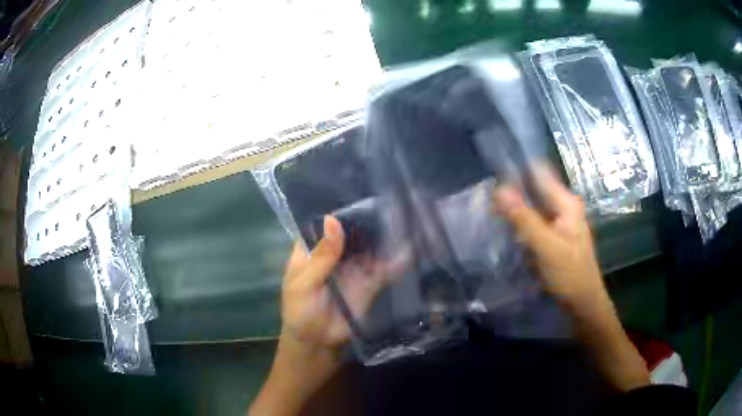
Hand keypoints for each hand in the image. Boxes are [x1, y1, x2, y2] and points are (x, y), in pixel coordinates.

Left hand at [252, 215, 392, 415]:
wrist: (318, 344)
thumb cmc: (300, 313)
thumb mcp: (303, 285)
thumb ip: (320, 257)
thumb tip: (333, 220)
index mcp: (311, 250)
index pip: (323, 222)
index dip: (337, 208)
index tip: (356, 188)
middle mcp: (334, 253)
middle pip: (351, 230)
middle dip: (366, 216)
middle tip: (387, 195)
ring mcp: (354, 266)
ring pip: (369, 245)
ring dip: (383, 232)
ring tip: (401, 212)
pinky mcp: (371, 281)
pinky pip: (384, 266)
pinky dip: (396, 257)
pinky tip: (410, 244)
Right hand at [492, 166, 607, 314]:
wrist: (583, 304)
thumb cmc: (570, 274)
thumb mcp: (546, 246)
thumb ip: (523, 218)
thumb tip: (499, 189)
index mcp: (567, 202)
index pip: (539, 173)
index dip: (517, 170)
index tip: (492, 173)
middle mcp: (564, 207)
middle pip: (535, 190)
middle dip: (513, 192)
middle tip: (485, 197)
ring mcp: (560, 223)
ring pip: (533, 208)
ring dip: (515, 209)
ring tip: (489, 211)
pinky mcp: (555, 238)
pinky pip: (534, 224)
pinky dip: (521, 225)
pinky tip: (505, 230)